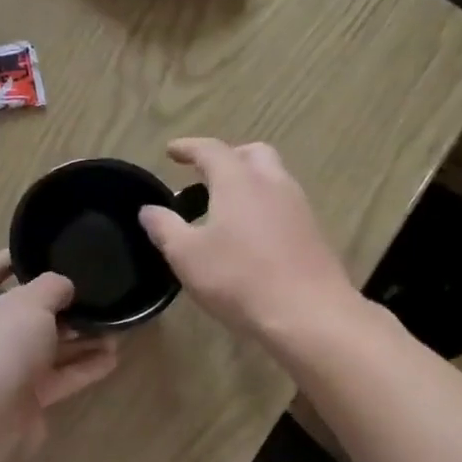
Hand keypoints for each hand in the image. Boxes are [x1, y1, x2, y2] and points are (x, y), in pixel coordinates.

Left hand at [0, 252, 118, 449]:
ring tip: (113, 328)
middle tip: (90, 294)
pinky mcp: (20, 397)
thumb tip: (62, 287)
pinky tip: (113, 358)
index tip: (43, 249)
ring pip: (42, 347)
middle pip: (20, 312)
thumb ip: (52, 285)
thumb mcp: (32, 301)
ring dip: (76, 339)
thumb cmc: (2, 343)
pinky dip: (80, 367)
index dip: (14, 257)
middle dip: (58, 306)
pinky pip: (54, 376)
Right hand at [137, 139, 359, 337]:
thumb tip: (148, 210)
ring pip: (272, 179)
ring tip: (223, 209)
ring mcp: (298, 207)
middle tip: (205, 175)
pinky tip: (249, 236)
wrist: (309, 314)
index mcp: (238, 182)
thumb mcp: (186, 256)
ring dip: (247, 182)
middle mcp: (272, 184)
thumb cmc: (239, 279)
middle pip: (252, 154)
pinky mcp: (313, 233)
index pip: (211, 150)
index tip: (172, 151)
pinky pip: (283, 205)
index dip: (188, 147)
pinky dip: (262, 206)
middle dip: (227, 157)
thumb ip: (164, 228)